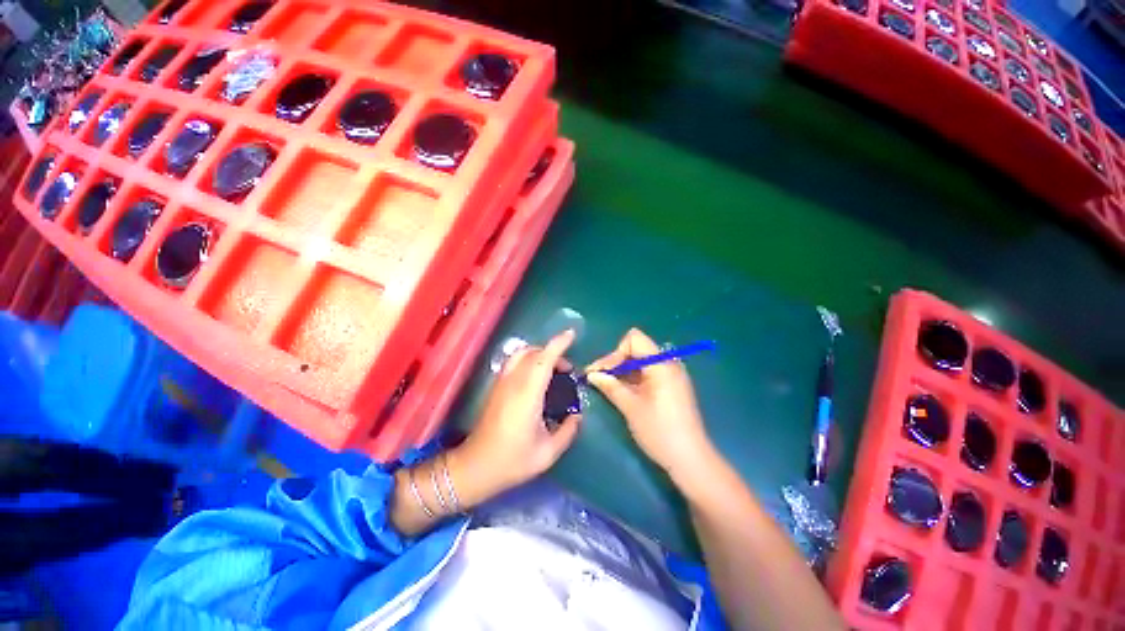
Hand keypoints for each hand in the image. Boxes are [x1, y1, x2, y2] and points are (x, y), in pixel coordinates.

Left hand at [452, 330, 581, 502]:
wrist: (475, 467)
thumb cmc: (512, 461)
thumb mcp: (548, 453)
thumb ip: (568, 431)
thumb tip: (577, 415)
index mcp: (527, 395)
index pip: (543, 359)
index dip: (558, 344)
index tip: (571, 334)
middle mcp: (513, 382)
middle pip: (532, 352)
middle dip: (552, 351)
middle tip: (567, 369)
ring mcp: (501, 383)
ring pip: (521, 354)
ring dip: (539, 354)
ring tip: (553, 371)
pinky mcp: (496, 387)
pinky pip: (514, 362)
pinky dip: (529, 361)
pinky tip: (537, 379)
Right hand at [586, 329, 715, 480]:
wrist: (690, 459)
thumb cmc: (659, 431)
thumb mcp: (630, 407)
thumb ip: (610, 386)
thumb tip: (591, 374)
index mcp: (661, 363)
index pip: (634, 339)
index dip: (615, 353)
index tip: (602, 372)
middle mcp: (669, 363)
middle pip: (637, 349)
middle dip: (616, 361)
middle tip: (598, 378)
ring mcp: (672, 374)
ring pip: (641, 361)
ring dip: (623, 370)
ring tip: (607, 385)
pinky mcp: (673, 386)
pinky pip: (649, 372)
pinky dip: (634, 378)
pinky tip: (623, 391)